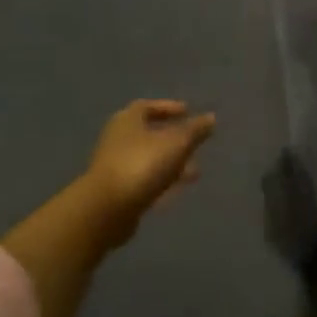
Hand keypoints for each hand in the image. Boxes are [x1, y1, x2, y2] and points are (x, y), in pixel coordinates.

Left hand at [74, 99, 215, 239]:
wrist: (106, 210)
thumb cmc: (142, 165)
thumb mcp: (176, 143)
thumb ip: (195, 130)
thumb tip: (211, 117)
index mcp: (128, 120)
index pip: (148, 106)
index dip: (169, 108)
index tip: (188, 112)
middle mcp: (118, 139)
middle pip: (149, 134)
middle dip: (174, 139)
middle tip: (195, 144)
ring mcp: (115, 167)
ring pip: (149, 160)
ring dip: (171, 164)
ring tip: (195, 172)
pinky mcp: (117, 192)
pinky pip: (144, 181)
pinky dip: (161, 182)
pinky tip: (177, 191)